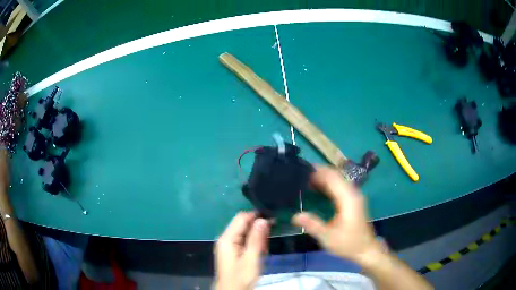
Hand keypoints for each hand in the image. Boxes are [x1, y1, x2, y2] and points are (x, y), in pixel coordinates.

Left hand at [214, 212, 269, 289]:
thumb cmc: (241, 277)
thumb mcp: (251, 259)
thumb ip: (256, 239)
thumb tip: (262, 219)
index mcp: (227, 238)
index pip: (241, 218)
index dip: (256, 216)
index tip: (272, 219)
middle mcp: (225, 238)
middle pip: (242, 224)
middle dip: (258, 228)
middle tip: (269, 238)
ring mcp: (228, 244)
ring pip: (244, 232)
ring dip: (257, 237)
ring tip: (265, 248)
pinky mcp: (231, 250)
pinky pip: (243, 240)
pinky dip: (253, 243)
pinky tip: (259, 251)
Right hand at [292, 166, 381, 262]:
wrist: (366, 250)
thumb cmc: (348, 244)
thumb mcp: (328, 237)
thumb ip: (312, 225)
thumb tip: (294, 216)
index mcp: (348, 199)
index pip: (332, 177)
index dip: (318, 171)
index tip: (301, 169)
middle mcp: (353, 193)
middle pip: (335, 175)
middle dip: (319, 172)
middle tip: (300, 175)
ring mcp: (354, 196)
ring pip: (338, 180)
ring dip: (323, 178)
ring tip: (305, 179)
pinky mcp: (353, 201)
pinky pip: (339, 186)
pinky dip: (328, 185)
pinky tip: (317, 188)